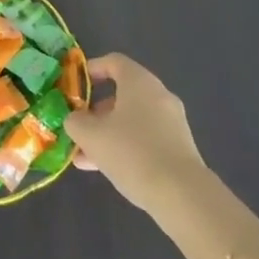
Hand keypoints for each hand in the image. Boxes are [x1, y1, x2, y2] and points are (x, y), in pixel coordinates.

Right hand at [68, 54, 209, 213]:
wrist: (183, 196)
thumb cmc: (132, 153)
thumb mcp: (91, 136)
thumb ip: (75, 122)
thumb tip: (74, 119)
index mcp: (139, 82)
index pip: (113, 62)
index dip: (91, 69)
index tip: (75, 87)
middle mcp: (159, 95)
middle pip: (122, 94)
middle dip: (96, 111)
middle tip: (78, 128)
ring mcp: (172, 122)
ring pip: (132, 120)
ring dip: (107, 133)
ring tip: (85, 157)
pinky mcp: (179, 147)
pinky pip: (146, 138)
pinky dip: (126, 146)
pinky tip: (107, 170)